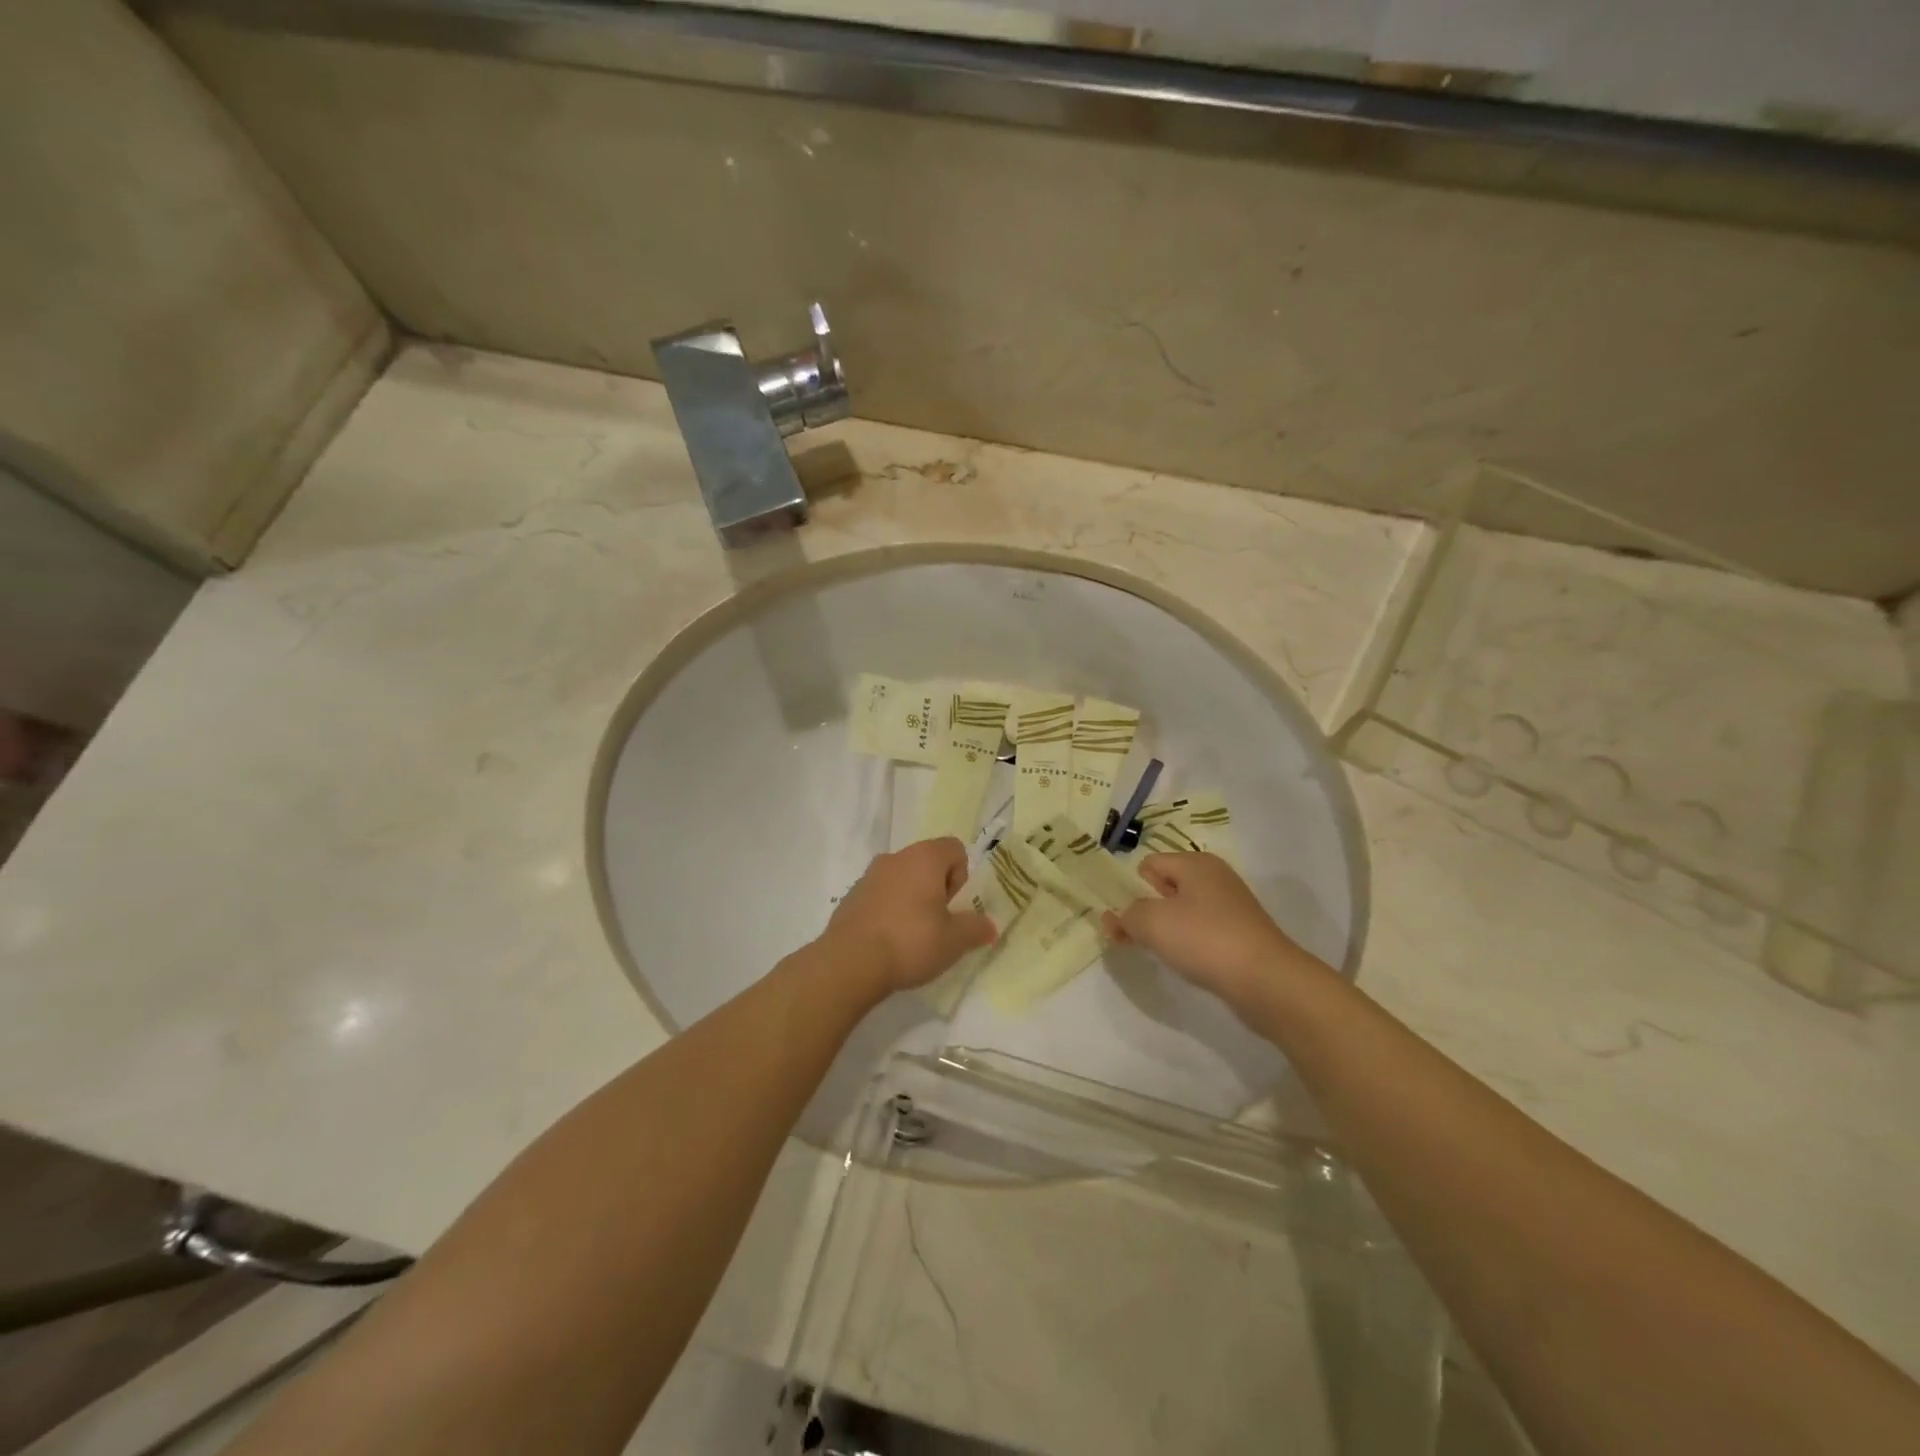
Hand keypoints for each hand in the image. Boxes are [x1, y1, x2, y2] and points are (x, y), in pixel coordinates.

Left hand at [824, 838, 995, 993]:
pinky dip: (888, 911)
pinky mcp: (851, 896)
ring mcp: (869, 875)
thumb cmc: (910, 942)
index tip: (952, 907)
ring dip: (911, 900)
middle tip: (936, 924)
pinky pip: (880, 896)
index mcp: (924, 858)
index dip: (961, 877)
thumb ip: (976, 929)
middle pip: (928, 864)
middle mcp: (895, 857)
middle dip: (936, 890)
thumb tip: (989, 927)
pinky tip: (887, 941)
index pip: (955, 849)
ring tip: (911, 936)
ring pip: (902, 880)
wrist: (850, 963)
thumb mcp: (954, 941)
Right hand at [1104, 853, 1327, 1010]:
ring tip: (1159, 952)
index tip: (1123, 919)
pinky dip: (1189, 943)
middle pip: (1165, 887)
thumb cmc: (1205, 940)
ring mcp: (1231, 906)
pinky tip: (1187, 962)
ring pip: (1183, 911)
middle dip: (1145, 910)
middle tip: (1133, 938)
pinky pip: (1202, 931)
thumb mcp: (1152, 922)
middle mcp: (1215, 877)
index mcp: (1195, 863)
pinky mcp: (1241, 934)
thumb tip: (1116, 917)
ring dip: (1166, 929)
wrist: (1267, 981)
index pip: (1148, 865)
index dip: (1130, 889)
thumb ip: (1127, 915)